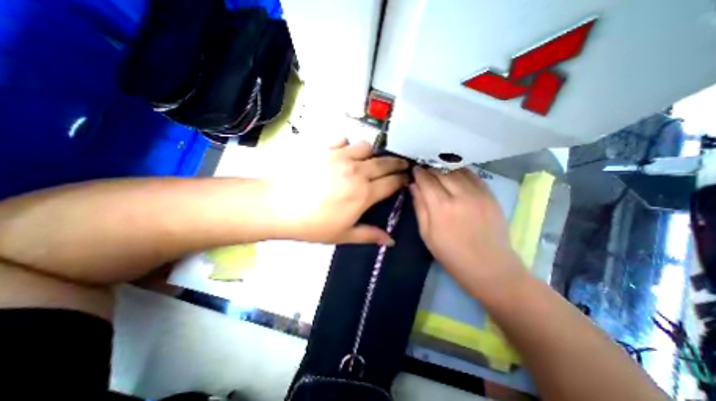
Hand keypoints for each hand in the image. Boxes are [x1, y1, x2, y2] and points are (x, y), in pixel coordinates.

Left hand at [262, 139, 408, 245]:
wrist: (278, 206)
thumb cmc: (313, 225)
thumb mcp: (344, 235)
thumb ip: (370, 235)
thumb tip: (391, 241)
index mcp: (364, 194)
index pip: (392, 182)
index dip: (402, 179)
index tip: (407, 178)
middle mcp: (357, 171)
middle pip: (385, 163)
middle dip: (397, 163)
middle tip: (402, 165)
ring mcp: (340, 157)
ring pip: (366, 148)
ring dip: (372, 154)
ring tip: (369, 161)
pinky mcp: (324, 148)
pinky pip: (343, 140)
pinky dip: (347, 145)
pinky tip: (343, 152)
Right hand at [408, 167, 523, 293]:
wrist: (488, 266)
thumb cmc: (450, 254)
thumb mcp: (426, 233)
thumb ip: (419, 206)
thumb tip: (413, 185)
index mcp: (441, 207)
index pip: (426, 180)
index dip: (419, 173)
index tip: (414, 170)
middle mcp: (460, 195)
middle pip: (441, 172)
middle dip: (430, 169)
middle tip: (425, 170)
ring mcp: (478, 193)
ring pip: (458, 170)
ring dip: (445, 168)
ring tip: (439, 172)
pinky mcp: (491, 195)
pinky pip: (473, 175)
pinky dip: (461, 172)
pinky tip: (456, 175)